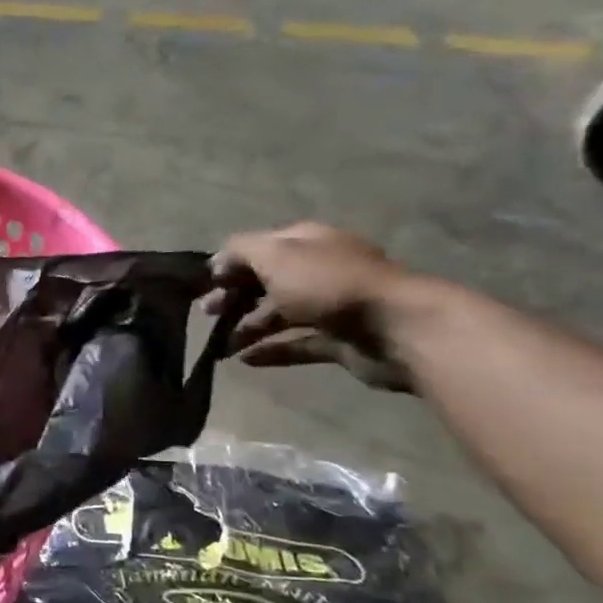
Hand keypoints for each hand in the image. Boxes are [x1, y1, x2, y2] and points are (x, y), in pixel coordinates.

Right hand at [207, 223, 416, 391]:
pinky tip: (245, 360)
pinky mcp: (338, 339)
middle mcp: (318, 269)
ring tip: (223, 346)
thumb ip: (242, 251)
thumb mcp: (276, 256)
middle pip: (267, 281)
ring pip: (279, 314)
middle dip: (234, 296)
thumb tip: (220, 260)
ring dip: (247, 327)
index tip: (205, 284)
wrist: (397, 327)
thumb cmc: (329, 285)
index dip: (230, 263)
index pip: (260, 247)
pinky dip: (271, 350)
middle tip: (208, 314)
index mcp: (307, 242)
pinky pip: (296, 343)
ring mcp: (331, 305)